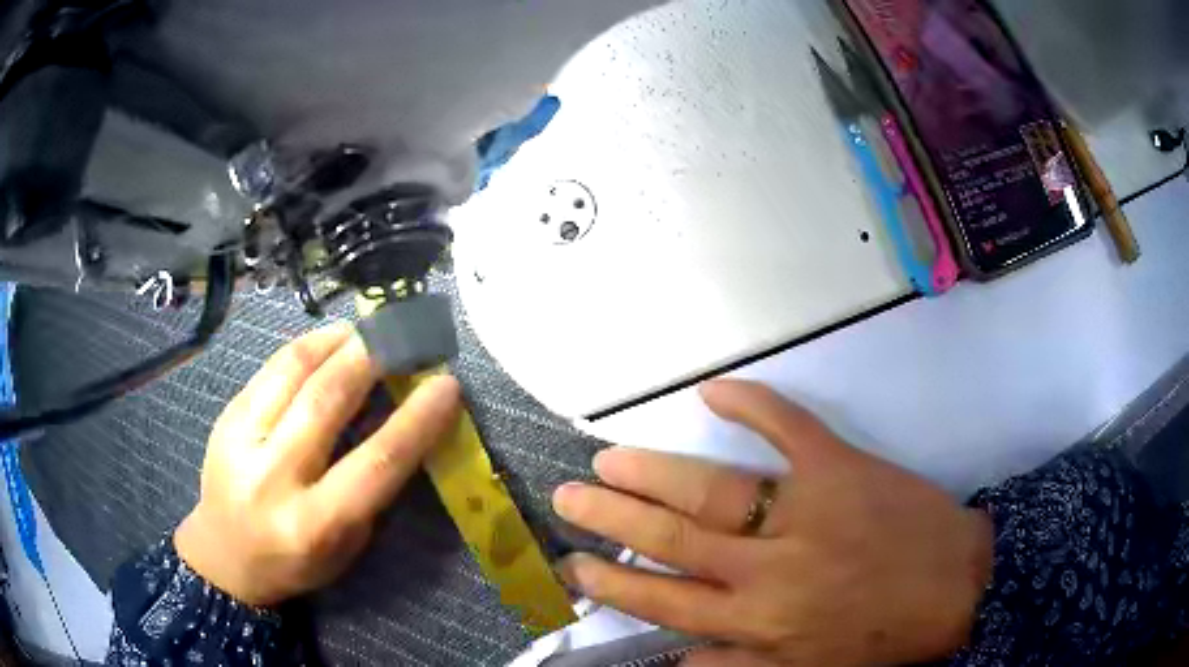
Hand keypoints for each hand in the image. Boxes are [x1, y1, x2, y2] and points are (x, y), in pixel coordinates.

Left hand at [174, 323, 461, 605]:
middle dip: (374, 357)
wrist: (225, 556)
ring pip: (293, 372)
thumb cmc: (297, 560)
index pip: (376, 463)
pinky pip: (270, 369)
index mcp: (314, 523)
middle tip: (405, 332)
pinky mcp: (224, 417)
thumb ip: (370, 486)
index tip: (447, 383)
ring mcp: (241, 441)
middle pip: (327, 401)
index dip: (417, 420)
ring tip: (367, 329)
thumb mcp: (347, 543)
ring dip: (337, 342)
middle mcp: (274, 478)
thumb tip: (399, 420)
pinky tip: (328, 341)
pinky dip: (306, 348)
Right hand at [553, 380, 992, 666]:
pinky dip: (753, 404)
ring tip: (608, 458)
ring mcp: (807, 510)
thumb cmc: (882, 637)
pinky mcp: (842, 467)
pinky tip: (712, 389)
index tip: (574, 564)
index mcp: (760, 620)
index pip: (665, 600)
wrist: (958, 586)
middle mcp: (770, 567)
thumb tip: (676, 655)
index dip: (614, 582)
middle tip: (569, 496)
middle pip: (674, 539)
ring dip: (654, 473)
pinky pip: (790, 428)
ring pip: (714, 489)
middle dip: (614, 517)